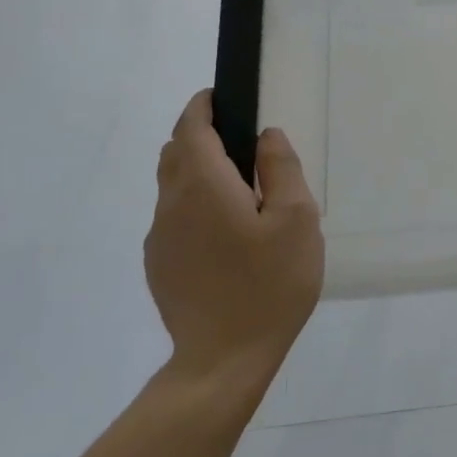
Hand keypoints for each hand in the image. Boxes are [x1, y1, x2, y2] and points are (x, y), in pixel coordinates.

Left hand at [143, 91, 324, 380]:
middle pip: (174, 153)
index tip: (220, 97)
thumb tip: (266, 137)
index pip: (190, 129)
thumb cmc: (269, 284)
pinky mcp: (159, 265)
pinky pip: (173, 219)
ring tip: (239, 192)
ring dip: (197, 173)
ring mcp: (159, 238)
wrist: (223, 359)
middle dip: (199, 137)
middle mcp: (171, 204)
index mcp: (204, 186)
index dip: (202, 107)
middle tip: (240, 145)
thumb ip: (281, 169)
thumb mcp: (297, 220)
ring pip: (172, 187)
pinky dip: (194, 206)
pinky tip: (227, 236)